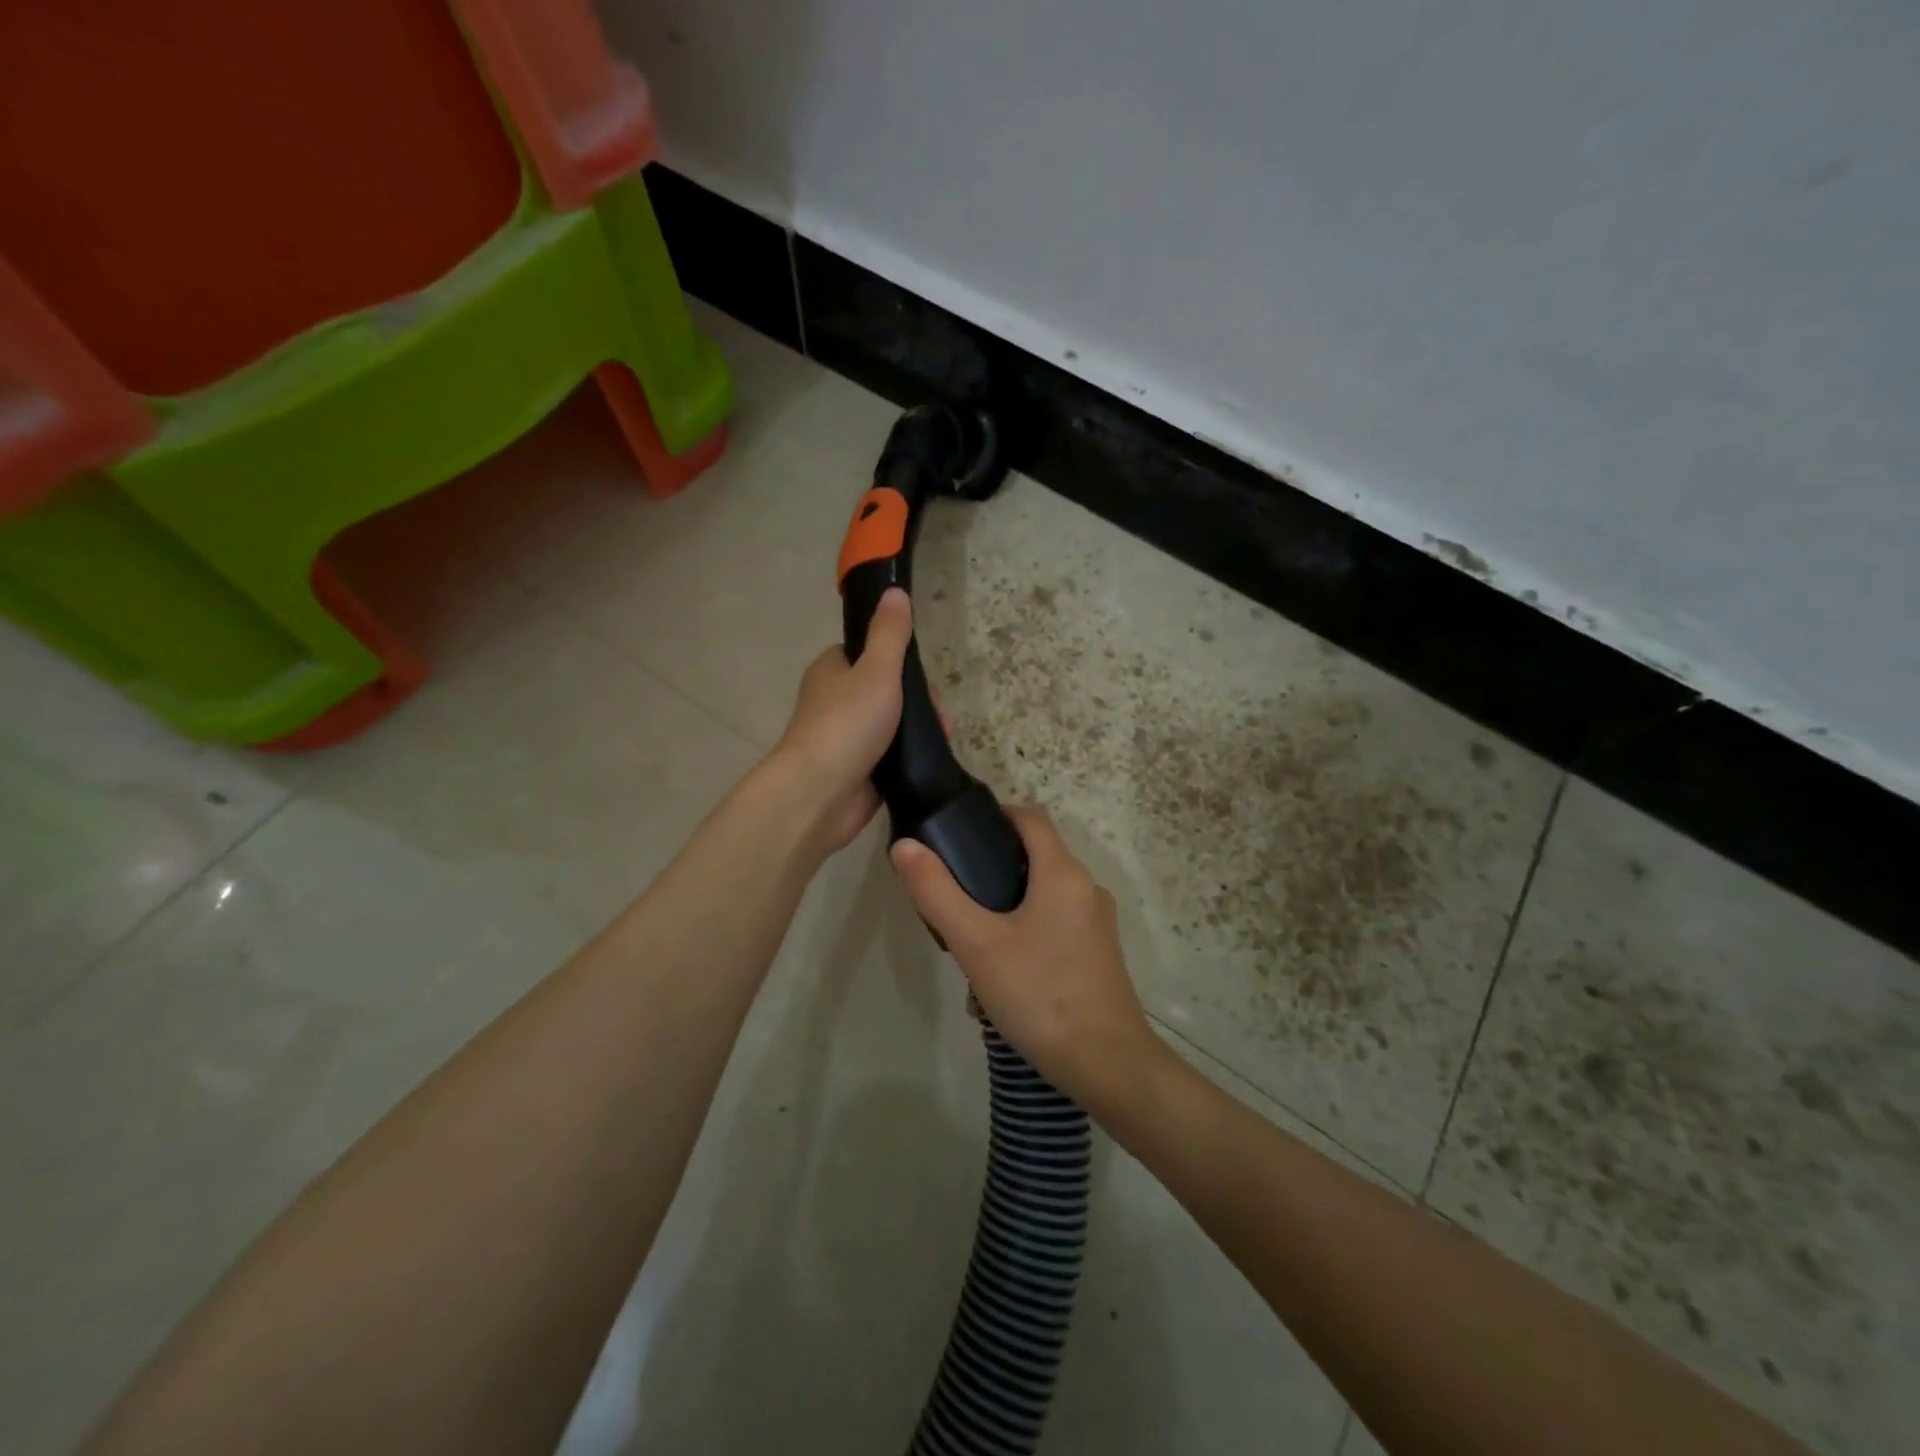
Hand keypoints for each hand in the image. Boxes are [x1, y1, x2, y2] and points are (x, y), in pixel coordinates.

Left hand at [769, 588, 912, 852]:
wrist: (821, 794)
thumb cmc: (847, 724)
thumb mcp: (876, 670)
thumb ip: (890, 633)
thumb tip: (895, 592)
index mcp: (832, 670)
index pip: (870, 653)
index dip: (901, 660)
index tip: (923, 677)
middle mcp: (836, 700)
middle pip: (889, 689)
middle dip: (920, 701)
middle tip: (938, 716)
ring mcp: (847, 737)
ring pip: (894, 723)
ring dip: (919, 729)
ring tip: (941, 738)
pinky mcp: (859, 769)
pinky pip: (892, 755)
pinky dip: (910, 756)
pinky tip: (928, 760)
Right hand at [889, 806, 1159, 1110]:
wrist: (1108, 1066)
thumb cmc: (1040, 995)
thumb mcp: (976, 944)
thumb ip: (937, 892)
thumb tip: (906, 846)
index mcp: (1063, 872)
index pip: (1029, 816)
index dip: (993, 815)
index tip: (957, 836)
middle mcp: (1086, 888)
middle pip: (1033, 858)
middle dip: (990, 874)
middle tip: (955, 903)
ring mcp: (1097, 923)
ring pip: (1041, 898)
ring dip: (1004, 914)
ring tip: (971, 953)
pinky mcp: (1098, 954)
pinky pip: (1054, 929)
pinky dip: (1025, 939)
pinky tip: (1001, 985)